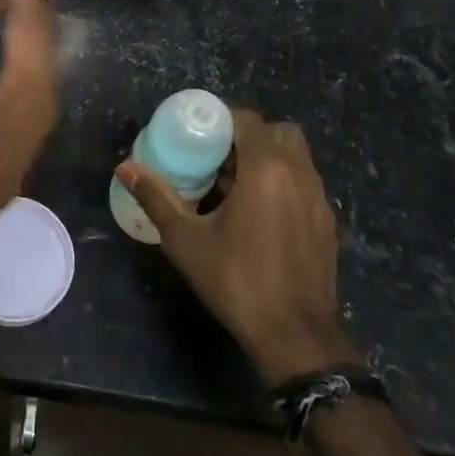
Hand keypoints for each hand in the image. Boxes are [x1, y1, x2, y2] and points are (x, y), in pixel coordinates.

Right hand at [119, 111, 357, 384]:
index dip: (222, 118)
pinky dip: (284, 183)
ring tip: (236, 184)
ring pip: (296, 157)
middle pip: (278, 132)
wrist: (296, 337)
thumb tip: (125, 168)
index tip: (198, 133)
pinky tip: (260, 214)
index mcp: (266, 169)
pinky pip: (305, 184)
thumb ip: (156, 197)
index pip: (247, 119)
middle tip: (219, 156)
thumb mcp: (186, 240)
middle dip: (249, 135)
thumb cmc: (237, 281)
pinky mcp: (328, 223)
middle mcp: (299, 174)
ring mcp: (319, 199)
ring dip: (269, 158)